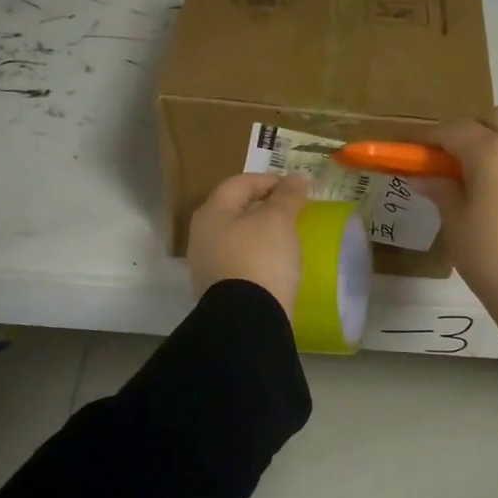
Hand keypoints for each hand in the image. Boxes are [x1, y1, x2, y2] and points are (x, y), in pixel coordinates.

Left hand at [187, 172, 309, 317]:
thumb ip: (287, 196)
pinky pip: (239, 263)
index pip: (239, 183)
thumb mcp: (278, 220)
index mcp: (211, 213)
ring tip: (286, 237)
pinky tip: (276, 264)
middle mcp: (201, 236)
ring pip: (236, 238)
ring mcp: (207, 266)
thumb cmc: (260, 258)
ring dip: (260, 233)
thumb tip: (296, 178)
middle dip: (263, 207)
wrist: (248, 319)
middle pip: (234, 210)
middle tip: (292, 210)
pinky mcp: (218, 290)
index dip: (268, 180)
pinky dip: (257, 256)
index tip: (296, 188)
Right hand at [417, 108, 497, 345]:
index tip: (422, 150)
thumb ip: (442, 191)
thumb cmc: (491, 262)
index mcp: (490, 153)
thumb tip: (425, 175)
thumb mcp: (456, 227)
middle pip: (497, 117)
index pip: (455, 130)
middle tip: (463, 160)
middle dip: (475, 131)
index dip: (434, 137)